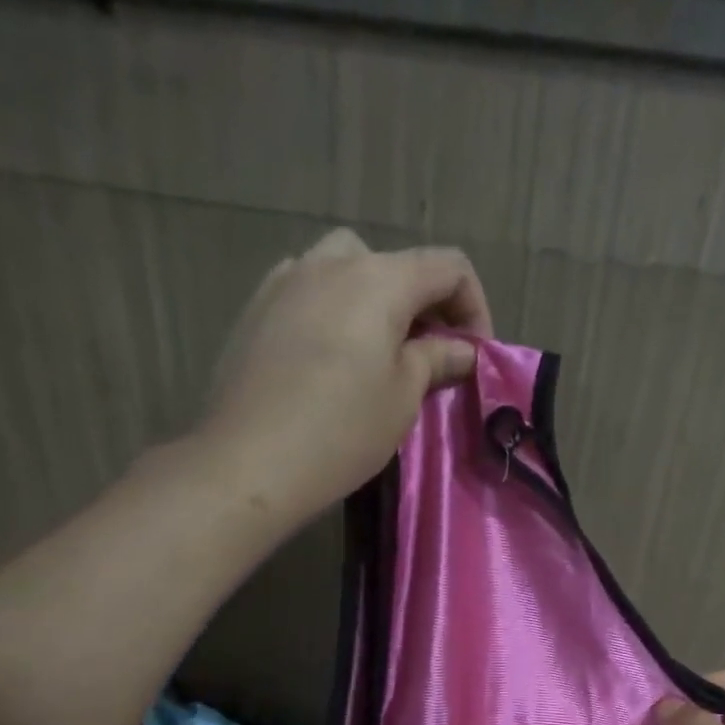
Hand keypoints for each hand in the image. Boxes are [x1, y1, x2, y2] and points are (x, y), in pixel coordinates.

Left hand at [199, 228, 491, 525]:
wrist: (250, 461)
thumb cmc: (342, 430)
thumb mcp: (403, 397)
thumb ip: (436, 361)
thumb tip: (462, 350)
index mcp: (379, 279)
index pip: (448, 268)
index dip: (474, 307)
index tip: (473, 355)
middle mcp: (331, 262)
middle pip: (395, 264)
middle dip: (423, 305)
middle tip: (428, 355)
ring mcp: (285, 280)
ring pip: (346, 269)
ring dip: (375, 300)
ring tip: (376, 351)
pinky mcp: (255, 308)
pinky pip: (307, 291)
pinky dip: (332, 309)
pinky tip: (328, 355)